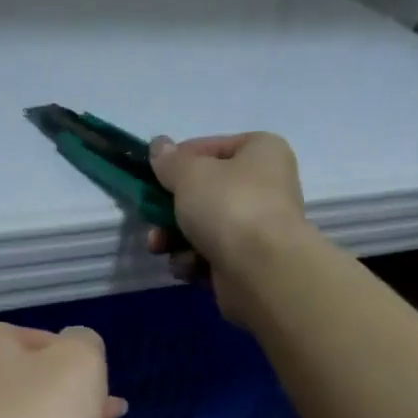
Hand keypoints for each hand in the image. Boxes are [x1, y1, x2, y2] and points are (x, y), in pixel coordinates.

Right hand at [146, 132, 309, 320]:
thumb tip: (159, 146)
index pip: (212, 148)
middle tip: (152, 221)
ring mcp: (257, 229)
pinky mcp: (247, 265)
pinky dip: (194, 262)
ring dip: (176, 239)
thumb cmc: (229, 207)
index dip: (179, 162)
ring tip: (160, 247)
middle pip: (205, 194)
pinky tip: (188, 268)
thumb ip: (170, 161)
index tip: (154, 178)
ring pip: (203, 229)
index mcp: (261, 151)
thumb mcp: (190, 174)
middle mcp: (264, 187)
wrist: (260, 271)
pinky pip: (211, 258)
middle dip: (171, 210)